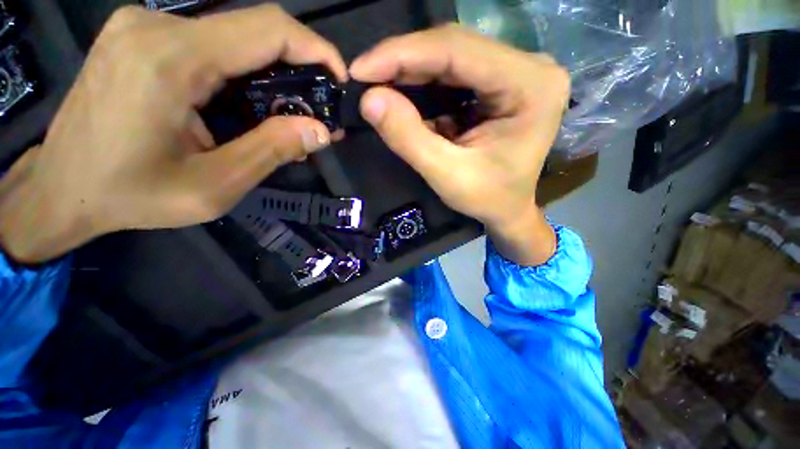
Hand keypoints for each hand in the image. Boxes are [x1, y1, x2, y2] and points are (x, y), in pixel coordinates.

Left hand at [0, 5, 346, 263]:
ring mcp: (144, 26)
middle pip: (253, 30)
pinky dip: (243, 72)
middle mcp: (156, 26)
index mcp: (170, 59)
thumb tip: (320, 130)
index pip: (267, 29)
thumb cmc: (130, 195)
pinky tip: (248, 105)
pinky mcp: (141, 37)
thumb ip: (270, 151)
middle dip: (298, 68)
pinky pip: (211, 44)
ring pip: (234, 38)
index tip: (340, 80)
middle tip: (317, 109)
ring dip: (271, 74)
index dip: (316, 49)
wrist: (61, 188)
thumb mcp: (213, 187)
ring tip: (287, 115)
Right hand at [350, 25, 569, 265]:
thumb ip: (409, 138)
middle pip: (455, 47)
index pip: (458, 51)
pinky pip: (455, 71)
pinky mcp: (502, 80)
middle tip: (364, 76)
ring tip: (378, 82)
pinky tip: (403, 90)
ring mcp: (517, 70)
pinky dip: (424, 80)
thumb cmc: (488, 199)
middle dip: (403, 61)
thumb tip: (369, 100)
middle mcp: (530, 66)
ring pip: (452, 55)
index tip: (360, 69)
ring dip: (411, 69)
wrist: (509, 209)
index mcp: (531, 86)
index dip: (402, 54)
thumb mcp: (447, 176)